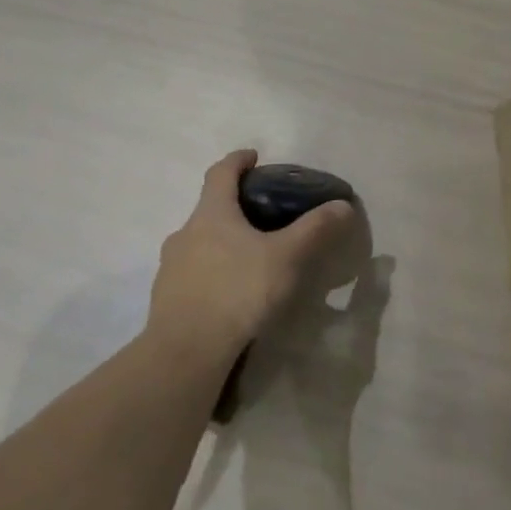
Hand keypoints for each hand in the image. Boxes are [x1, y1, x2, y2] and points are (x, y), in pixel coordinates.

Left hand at [147, 150, 356, 356]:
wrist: (186, 353)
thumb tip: (343, 205)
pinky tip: (232, 292)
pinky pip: (193, 273)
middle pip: (210, 209)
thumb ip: (315, 229)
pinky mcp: (167, 299)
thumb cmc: (238, 291)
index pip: (221, 173)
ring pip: (200, 243)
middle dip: (235, 207)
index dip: (238, 160)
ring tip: (251, 258)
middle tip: (265, 216)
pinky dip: (213, 272)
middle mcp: (185, 233)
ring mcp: (170, 267)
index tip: (253, 156)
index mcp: (212, 214)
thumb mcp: (287, 257)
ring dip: (223, 242)